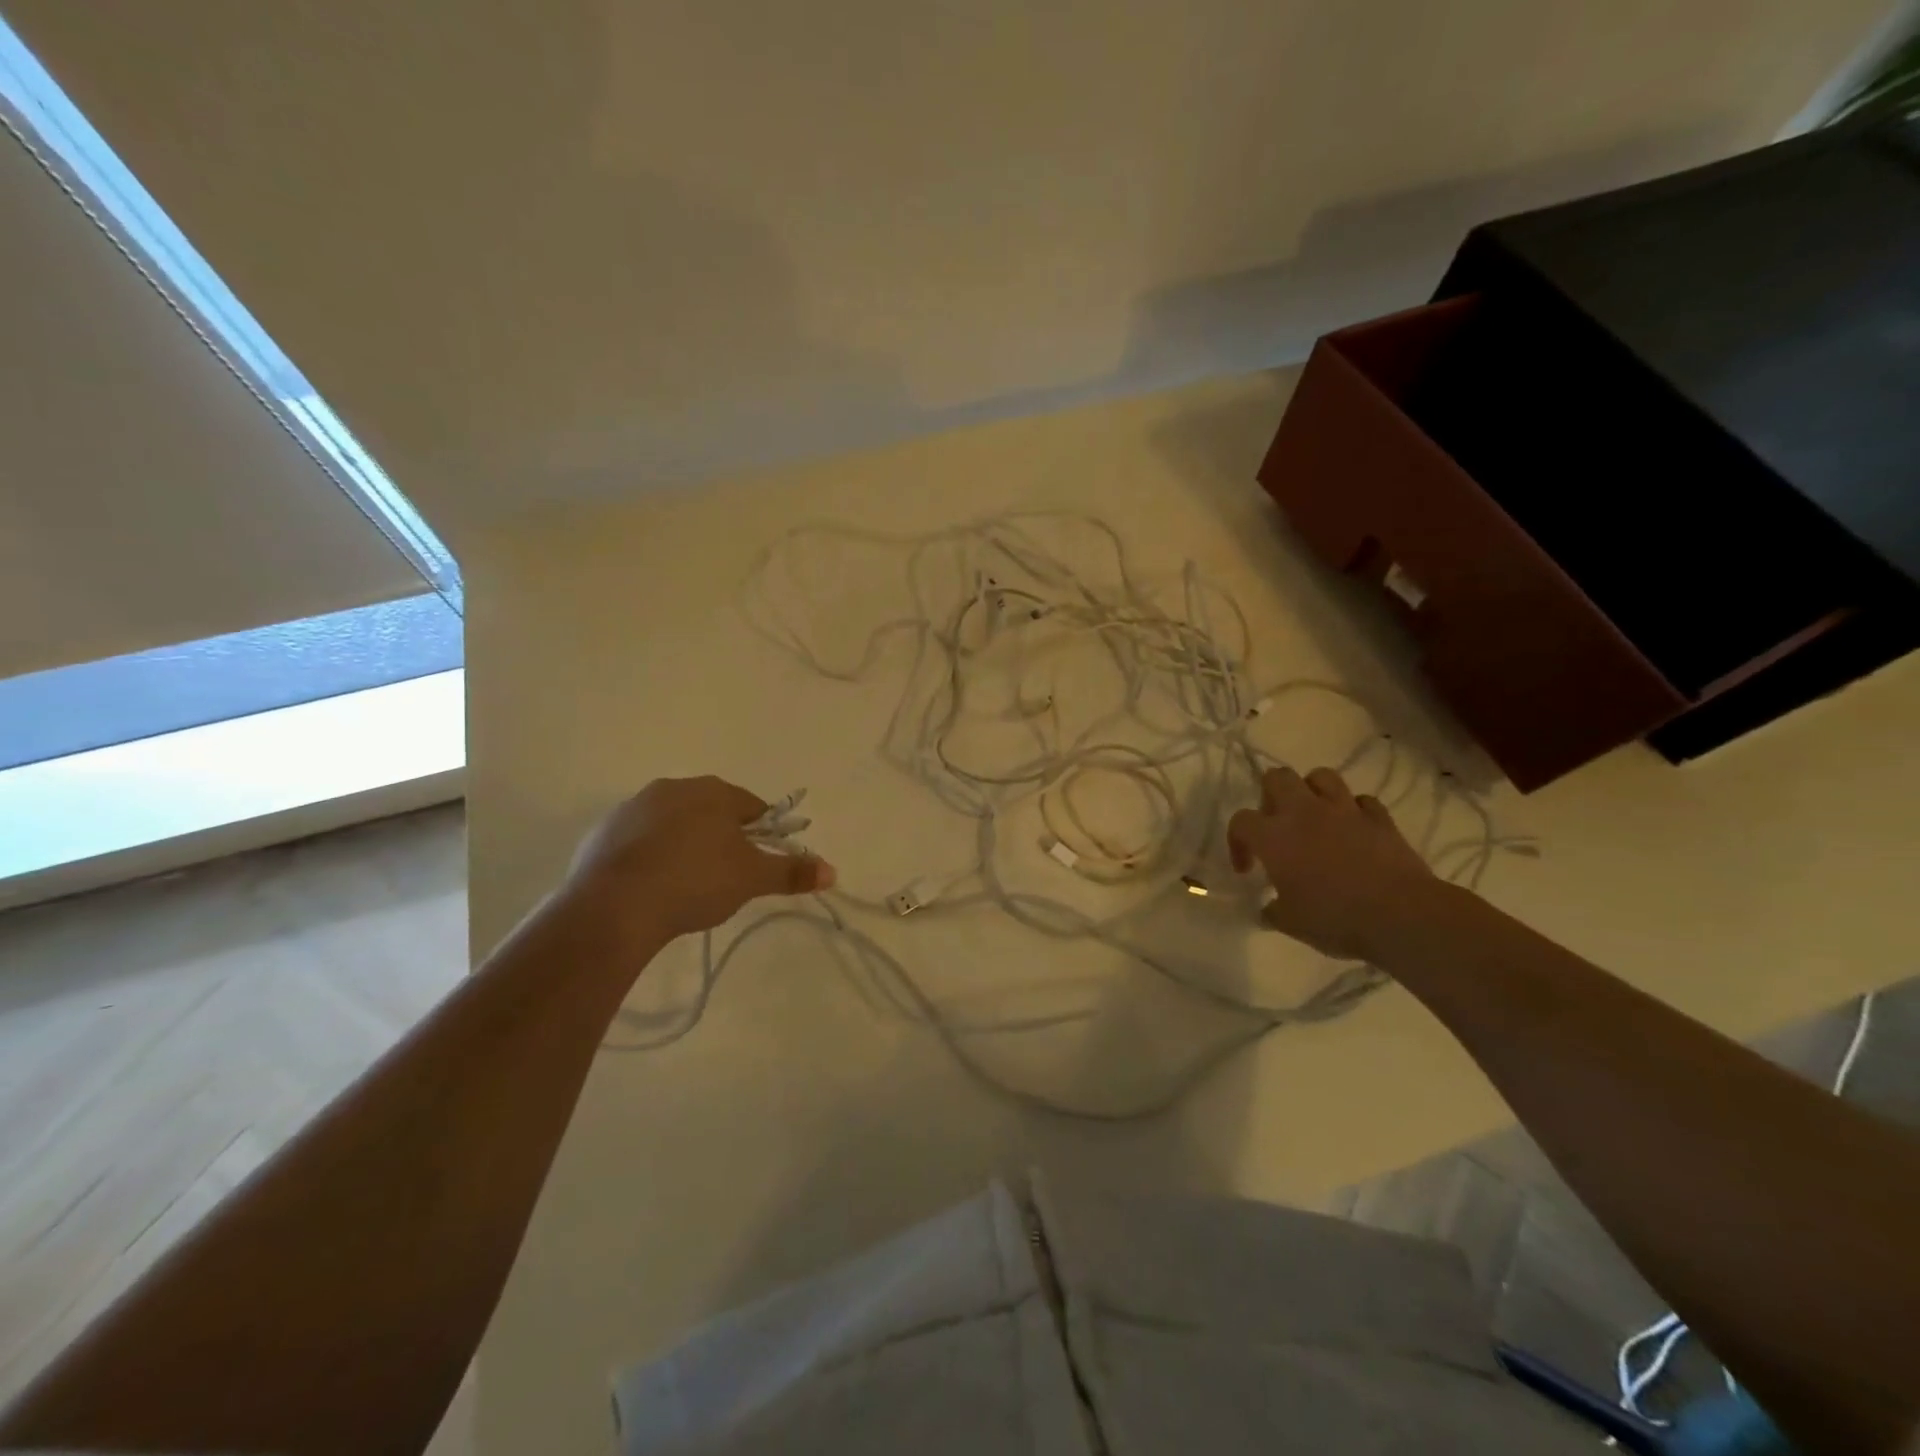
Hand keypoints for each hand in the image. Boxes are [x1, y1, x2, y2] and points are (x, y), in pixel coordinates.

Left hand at [563, 776, 835, 943]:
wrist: (615, 906)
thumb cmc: (696, 882)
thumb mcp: (752, 879)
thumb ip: (791, 872)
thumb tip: (833, 871)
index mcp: (713, 791)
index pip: (752, 806)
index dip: (762, 834)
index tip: (759, 862)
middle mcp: (674, 787)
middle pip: (711, 811)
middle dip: (722, 838)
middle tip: (726, 877)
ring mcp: (634, 807)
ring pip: (674, 824)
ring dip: (686, 845)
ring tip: (687, 885)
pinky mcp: (603, 832)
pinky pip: (640, 841)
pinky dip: (652, 856)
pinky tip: (653, 887)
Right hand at [1227, 766, 1437, 960]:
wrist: (1401, 916)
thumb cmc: (1335, 919)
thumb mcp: (1290, 923)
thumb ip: (1273, 910)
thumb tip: (1269, 908)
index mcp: (1274, 836)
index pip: (1241, 821)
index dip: (1237, 842)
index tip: (1248, 868)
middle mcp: (1304, 813)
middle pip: (1278, 777)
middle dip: (1271, 795)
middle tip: (1277, 824)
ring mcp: (1345, 811)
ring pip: (1321, 777)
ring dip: (1313, 792)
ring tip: (1315, 817)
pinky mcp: (1380, 818)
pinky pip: (1362, 801)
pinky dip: (1355, 811)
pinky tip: (1355, 830)